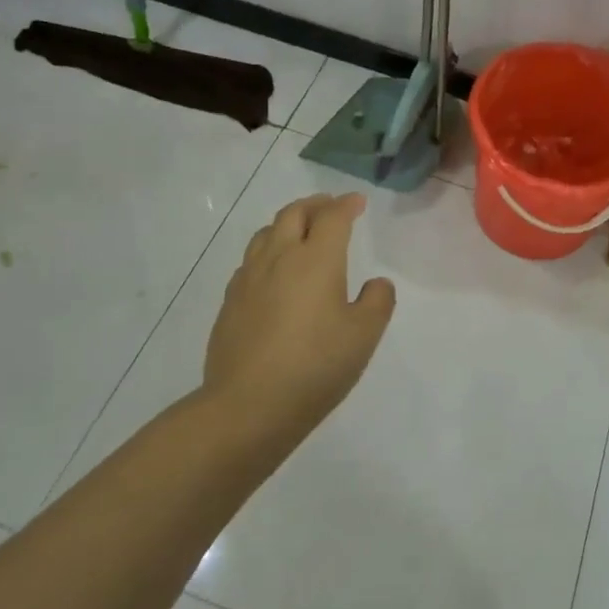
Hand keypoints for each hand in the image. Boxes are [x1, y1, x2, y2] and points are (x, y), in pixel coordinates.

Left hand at [204, 193, 396, 439]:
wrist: (247, 406)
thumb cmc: (315, 366)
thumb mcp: (364, 335)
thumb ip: (378, 301)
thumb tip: (375, 283)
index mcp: (316, 259)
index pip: (332, 217)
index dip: (347, 205)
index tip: (358, 202)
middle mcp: (280, 258)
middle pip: (293, 214)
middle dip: (315, 205)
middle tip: (330, 206)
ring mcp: (249, 279)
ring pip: (266, 233)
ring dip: (287, 222)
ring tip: (300, 230)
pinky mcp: (230, 302)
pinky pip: (251, 260)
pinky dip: (268, 251)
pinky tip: (273, 271)